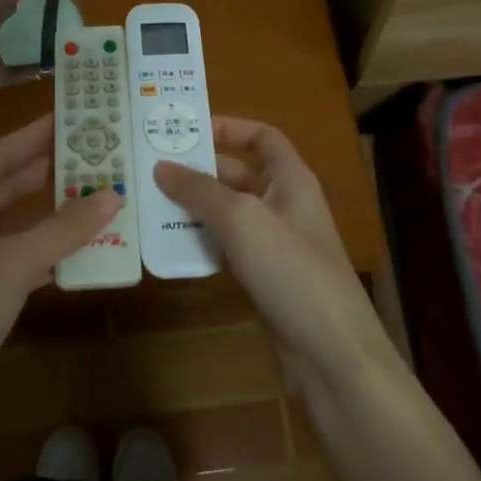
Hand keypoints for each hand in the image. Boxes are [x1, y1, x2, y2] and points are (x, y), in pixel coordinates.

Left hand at [0, 115, 118, 433]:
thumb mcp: (15, 263)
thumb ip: (64, 228)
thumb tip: (113, 195)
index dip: (30, 137)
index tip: (65, 118)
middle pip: (1, 188)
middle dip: (42, 171)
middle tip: (86, 153)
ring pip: (8, 225)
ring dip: (45, 212)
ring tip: (88, 192)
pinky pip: (11, 258)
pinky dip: (40, 250)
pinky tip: (74, 247)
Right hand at [155, 117, 392, 393]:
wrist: (330, 353)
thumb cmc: (291, 270)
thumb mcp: (242, 220)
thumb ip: (200, 190)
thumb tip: (161, 167)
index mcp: (291, 179)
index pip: (262, 137)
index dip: (229, 127)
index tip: (186, 130)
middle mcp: (284, 204)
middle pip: (239, 173)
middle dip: (199, 169)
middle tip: (151, 167)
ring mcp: (275, 243)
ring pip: (229, 212)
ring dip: (194, 207)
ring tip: (150, 202)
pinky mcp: (264, 277)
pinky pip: (227, 246)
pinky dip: (202, 241)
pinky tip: (171, 245)